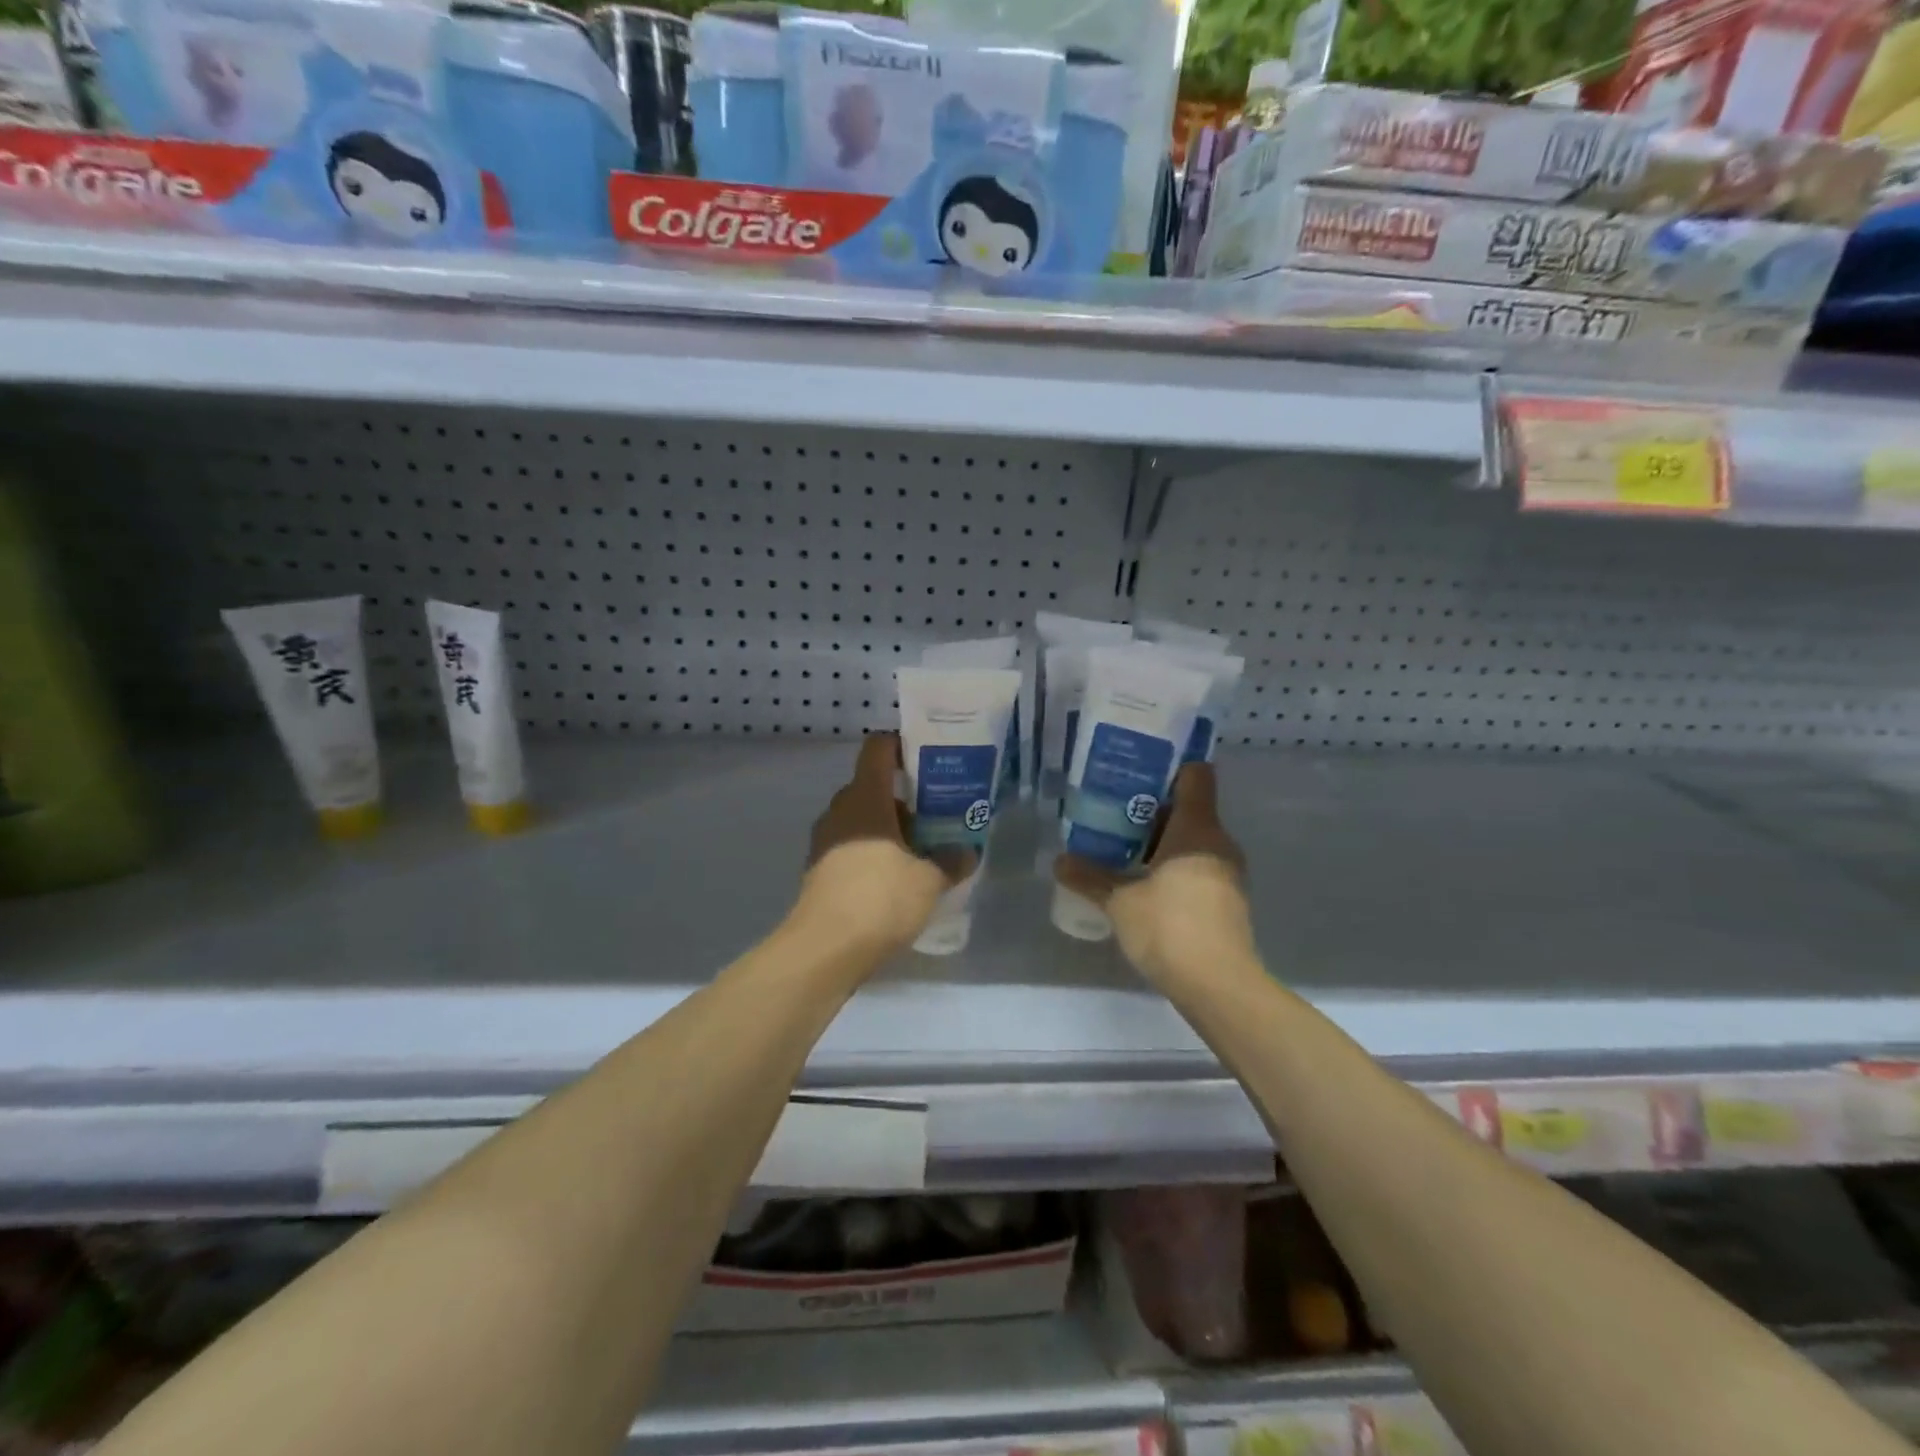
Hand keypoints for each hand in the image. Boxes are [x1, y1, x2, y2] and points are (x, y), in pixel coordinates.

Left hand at [795, 732, 973, 957]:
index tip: (927, 760)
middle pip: (872, 788)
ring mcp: (824, 842)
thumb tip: (968, 853)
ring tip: (921, 853)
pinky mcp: (819, 871)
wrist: (825, 949)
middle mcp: (840, 811)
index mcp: (865, 798)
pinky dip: (872, 854)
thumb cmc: (880, 898)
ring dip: (888, 830)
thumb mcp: (929, 880)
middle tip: (936, 816)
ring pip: (861, 821)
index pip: (878, 749)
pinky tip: (895, 881)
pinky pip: (850, 848)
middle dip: (904, 800)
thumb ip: (950, 861)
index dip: (901, 746)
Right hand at [1055, 762, 1254, 988]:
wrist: (1219, 986)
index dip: (1170, 765)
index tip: (1138, 766)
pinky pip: (1196, 866)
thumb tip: (1059, 861)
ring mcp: (1226, 873)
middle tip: (1112, 807)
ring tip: (1119, 843)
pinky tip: (1141, 879)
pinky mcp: (1225, 900)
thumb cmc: (1170, 927)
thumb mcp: (1120, 902)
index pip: (1195, 775)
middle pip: (1188, 808)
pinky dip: (1171, 865)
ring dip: (1159, 839)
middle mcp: (1217, 842)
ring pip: (1191, 840)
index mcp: (1197, 828)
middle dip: (1151, 807)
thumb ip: (1090, 877)